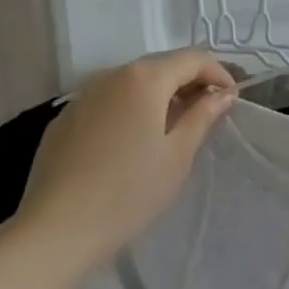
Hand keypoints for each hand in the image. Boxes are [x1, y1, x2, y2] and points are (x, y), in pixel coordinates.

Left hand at [11, 50, 236, 266]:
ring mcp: (83, 96)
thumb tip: (222, 94)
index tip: (231, 99)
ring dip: (158, 96)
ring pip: (131, 83)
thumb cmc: (130, 191)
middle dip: (189, 82)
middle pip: (160, 66)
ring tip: (172, 128)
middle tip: (208, 113)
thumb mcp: (178, 155)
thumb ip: (202, 116)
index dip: (217, 73)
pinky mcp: (64, 119)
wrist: (57, 229)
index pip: (192, 59)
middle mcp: (111, 75)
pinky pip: (107, 102)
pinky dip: (129, 110)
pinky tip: (131, 142)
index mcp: (144, 78)